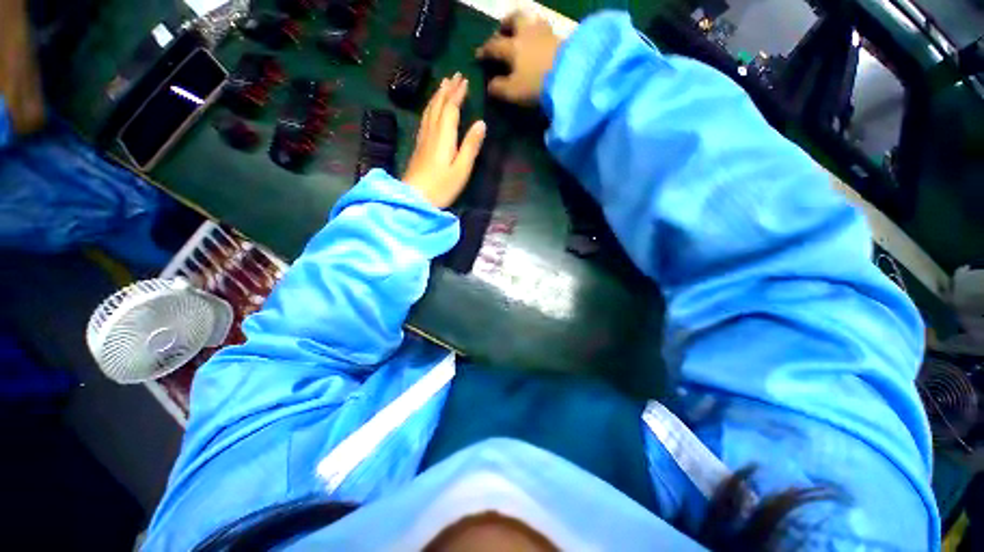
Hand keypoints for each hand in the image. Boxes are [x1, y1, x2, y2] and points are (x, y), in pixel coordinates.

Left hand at [403, 73, 485, 208]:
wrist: (414, 199)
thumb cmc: (442, 187)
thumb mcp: (462, 169)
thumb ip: (471, 146)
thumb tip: (481, 123)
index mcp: (444, 136)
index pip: (450, 108)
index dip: (457, 93)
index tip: (464, 80)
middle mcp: (431, 132)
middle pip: (438, 105)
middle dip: (447, 89)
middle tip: (454, 76)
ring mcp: (423, 139)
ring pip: (429, 111)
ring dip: (437, 96)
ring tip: (443, 86)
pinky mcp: (418, 147)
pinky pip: (425, 120)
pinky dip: (430, 109)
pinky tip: (431, 110)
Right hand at [475, 12, 561, 105]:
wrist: (570, 76)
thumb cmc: (537, 84)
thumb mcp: (513, 92)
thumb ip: (499, 88)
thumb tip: (490, 85)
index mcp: (513, 46)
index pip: (494, 45)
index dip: (484, 50)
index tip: (478, 55)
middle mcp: (527, 33)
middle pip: (514, 19)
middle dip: (505, 23)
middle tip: (502, 31)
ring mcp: (546, 33)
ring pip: (532, 20)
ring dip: (524, 25)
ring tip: (523, 35)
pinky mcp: (561, 38)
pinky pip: (546, 30)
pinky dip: (539, 34)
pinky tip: (540, 43)